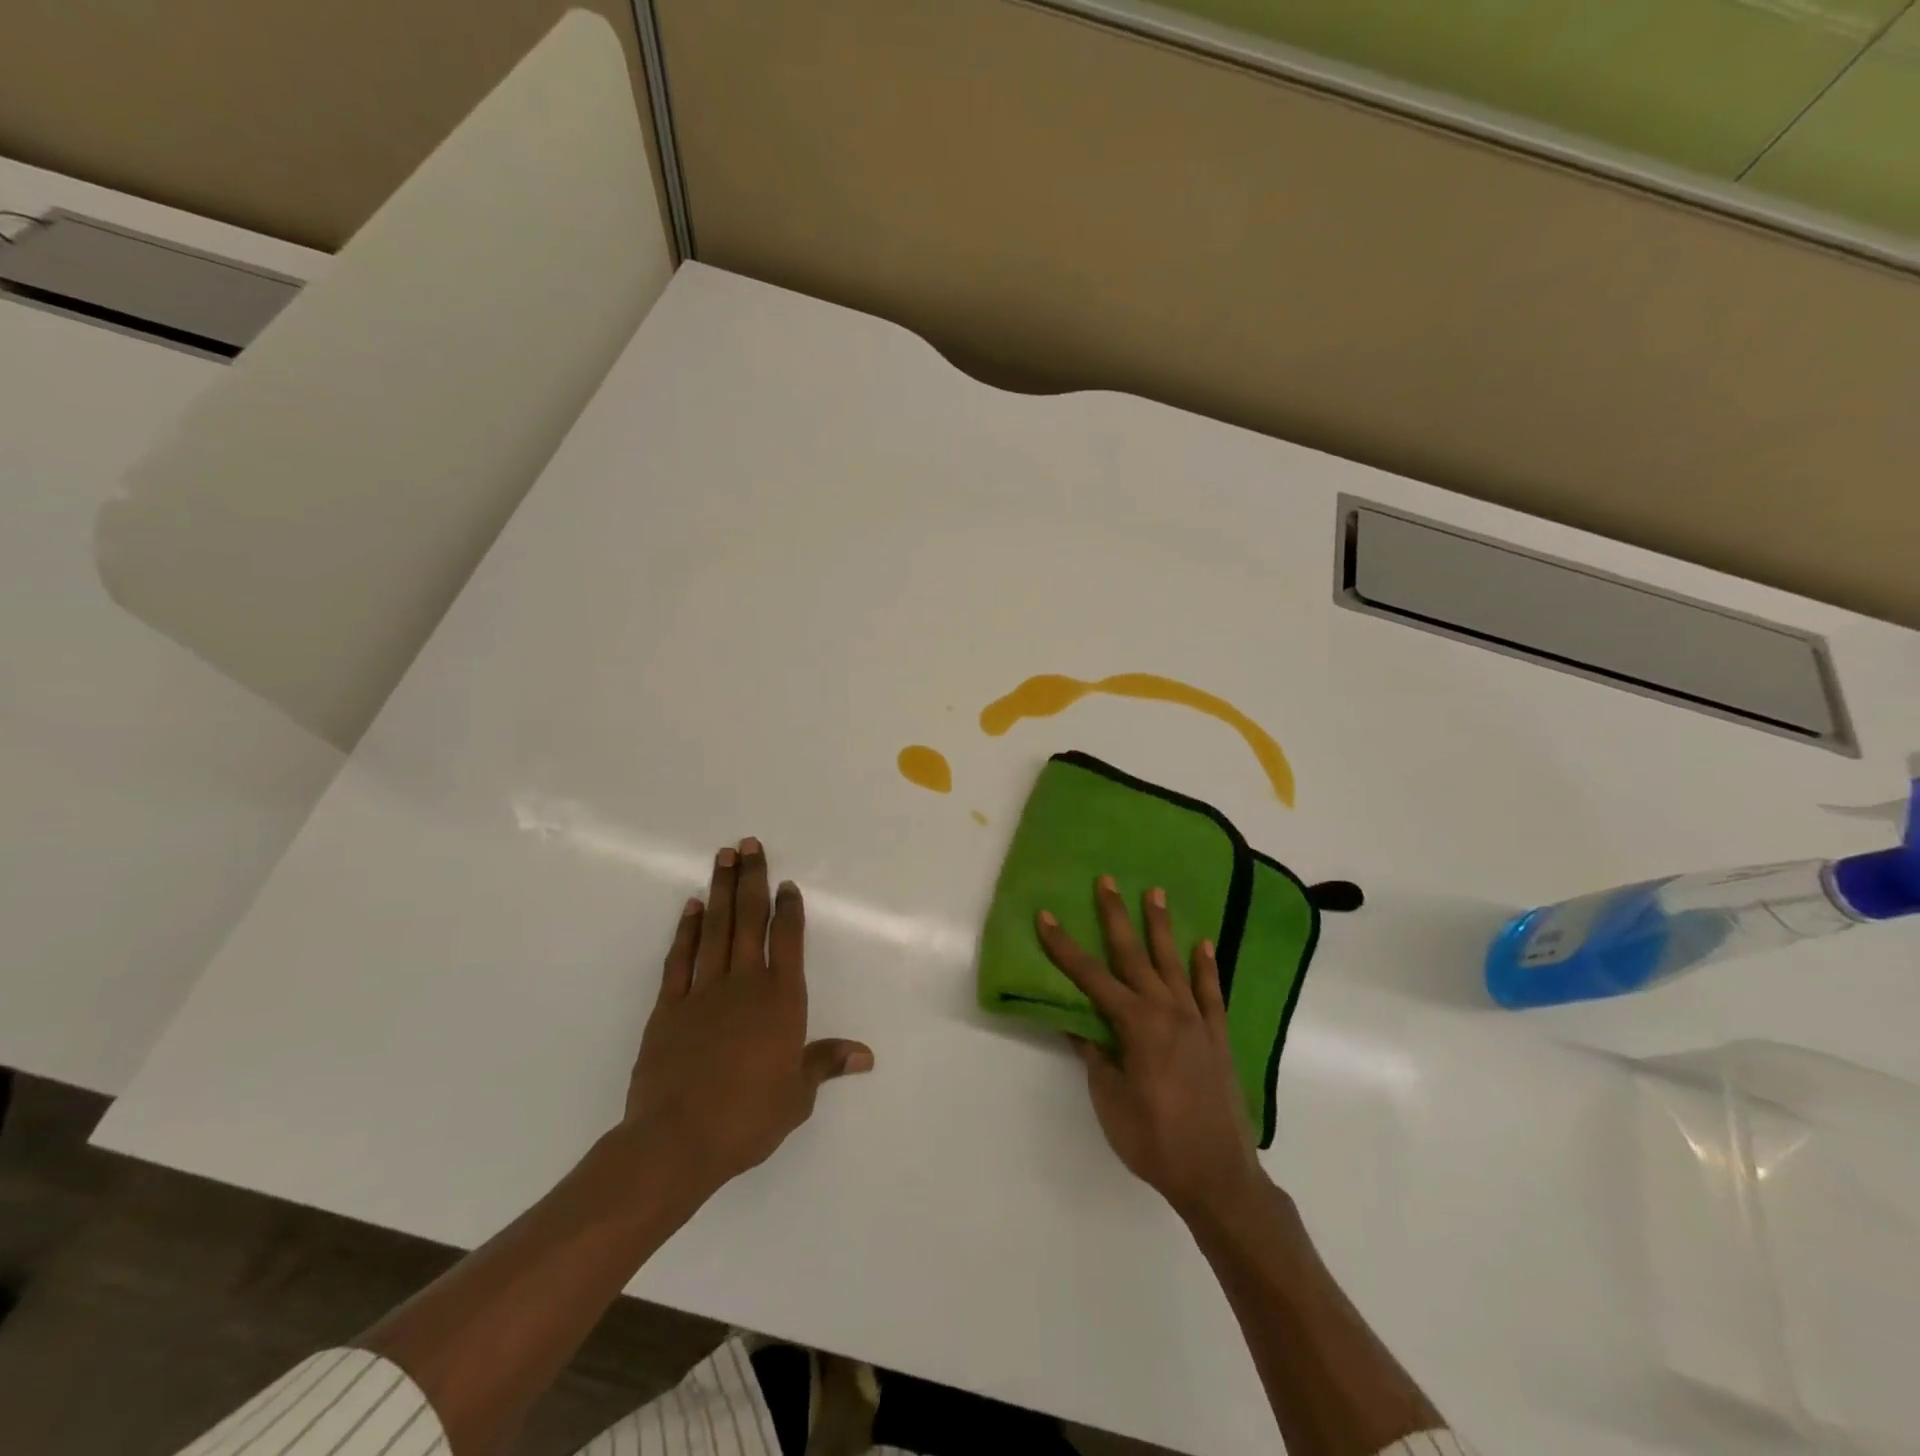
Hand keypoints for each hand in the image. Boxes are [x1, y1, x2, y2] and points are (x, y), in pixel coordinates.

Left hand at [623, 838, 872, 1197]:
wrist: (676, 1141)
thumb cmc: (748, 1118)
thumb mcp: (797, 1096)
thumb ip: (825, 1064)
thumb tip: (866, 1055)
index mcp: (780, 1000)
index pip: (788, 941)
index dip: (789, 910)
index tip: (786, 884)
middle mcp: (744, 984)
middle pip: (750, 921)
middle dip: (752, 880)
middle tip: (749, 844)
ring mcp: (703, 992)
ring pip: (715, 929)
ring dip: (721, 891)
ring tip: (723, 857)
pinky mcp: (668, 1007)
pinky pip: (680, 959)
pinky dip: (686, 930)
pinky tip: (691, 906)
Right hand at [1037, 876, 1266, 1219]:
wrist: (1219, 1177)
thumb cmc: (1155, 1141)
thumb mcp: (1110, 1101)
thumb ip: (1095, 1056)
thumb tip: (1076, 1022)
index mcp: (1135, 1026)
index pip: (1091, 978)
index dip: (1064, 947)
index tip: (1045, 917)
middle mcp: (1167, 1011)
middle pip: (1134, 956)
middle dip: (1116, 916)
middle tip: (1106, 881)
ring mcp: (1197, 1020)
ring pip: (1173, 963)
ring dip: (1161, 927)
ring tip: (1156, 892)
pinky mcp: (1218, 1036)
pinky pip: (1211, 992)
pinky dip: (1206, 966)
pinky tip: (1203, 943)